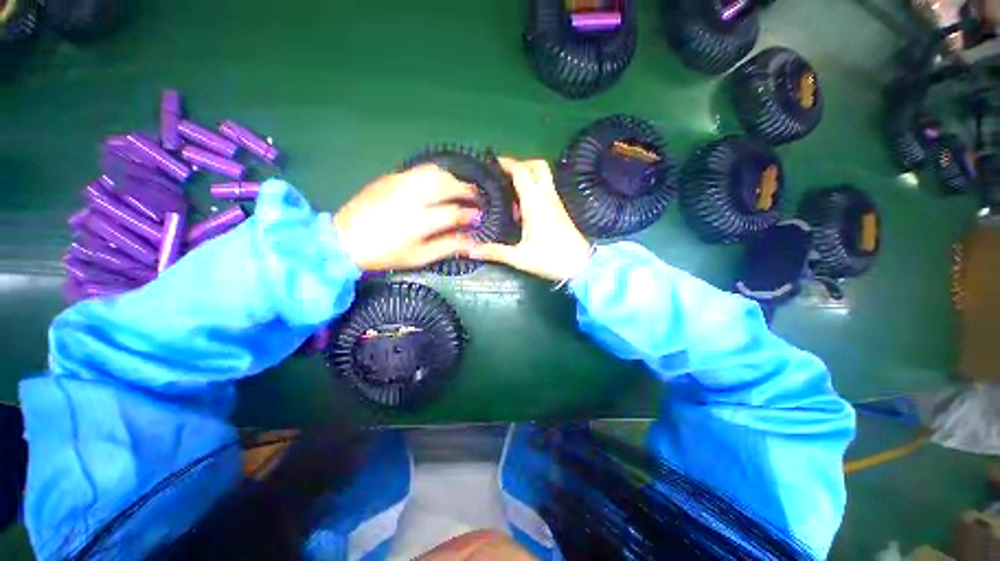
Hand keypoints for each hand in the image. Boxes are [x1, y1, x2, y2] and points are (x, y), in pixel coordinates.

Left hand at [334, 165, 479, 270]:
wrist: (345, 239)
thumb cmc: (385, 254)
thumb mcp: (419, 257)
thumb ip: (447, 247)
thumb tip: (471, 241)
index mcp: (418, 222)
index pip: (454, 213)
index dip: (471, 215)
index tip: (480, 217)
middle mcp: (411, 197)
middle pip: (448, 186)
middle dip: (468, 191)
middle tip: (477, 199)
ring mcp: (399, 183)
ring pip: (435, 172)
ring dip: (454, 179)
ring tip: (461, 189)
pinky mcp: (390, 177)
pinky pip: (420, 169)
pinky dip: (437, 174)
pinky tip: (440, 183)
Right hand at [469, 157, 590, 280]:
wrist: (581, 266)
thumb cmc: (550, 260)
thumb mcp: (519, 257)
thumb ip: (494, 252)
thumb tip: (470, 250)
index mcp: (535, 204)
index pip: (522, 172)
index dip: (506, 163)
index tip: (491, 162)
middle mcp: (547, 197)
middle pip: (537, 165)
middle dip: (520, 163)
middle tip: (503, 174)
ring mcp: (555, 201)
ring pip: (543, 175)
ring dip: (527, 175)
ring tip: (508, 190)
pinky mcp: (559, 208)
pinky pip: (545, 188)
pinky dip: (533, 188)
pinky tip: (522, 207)